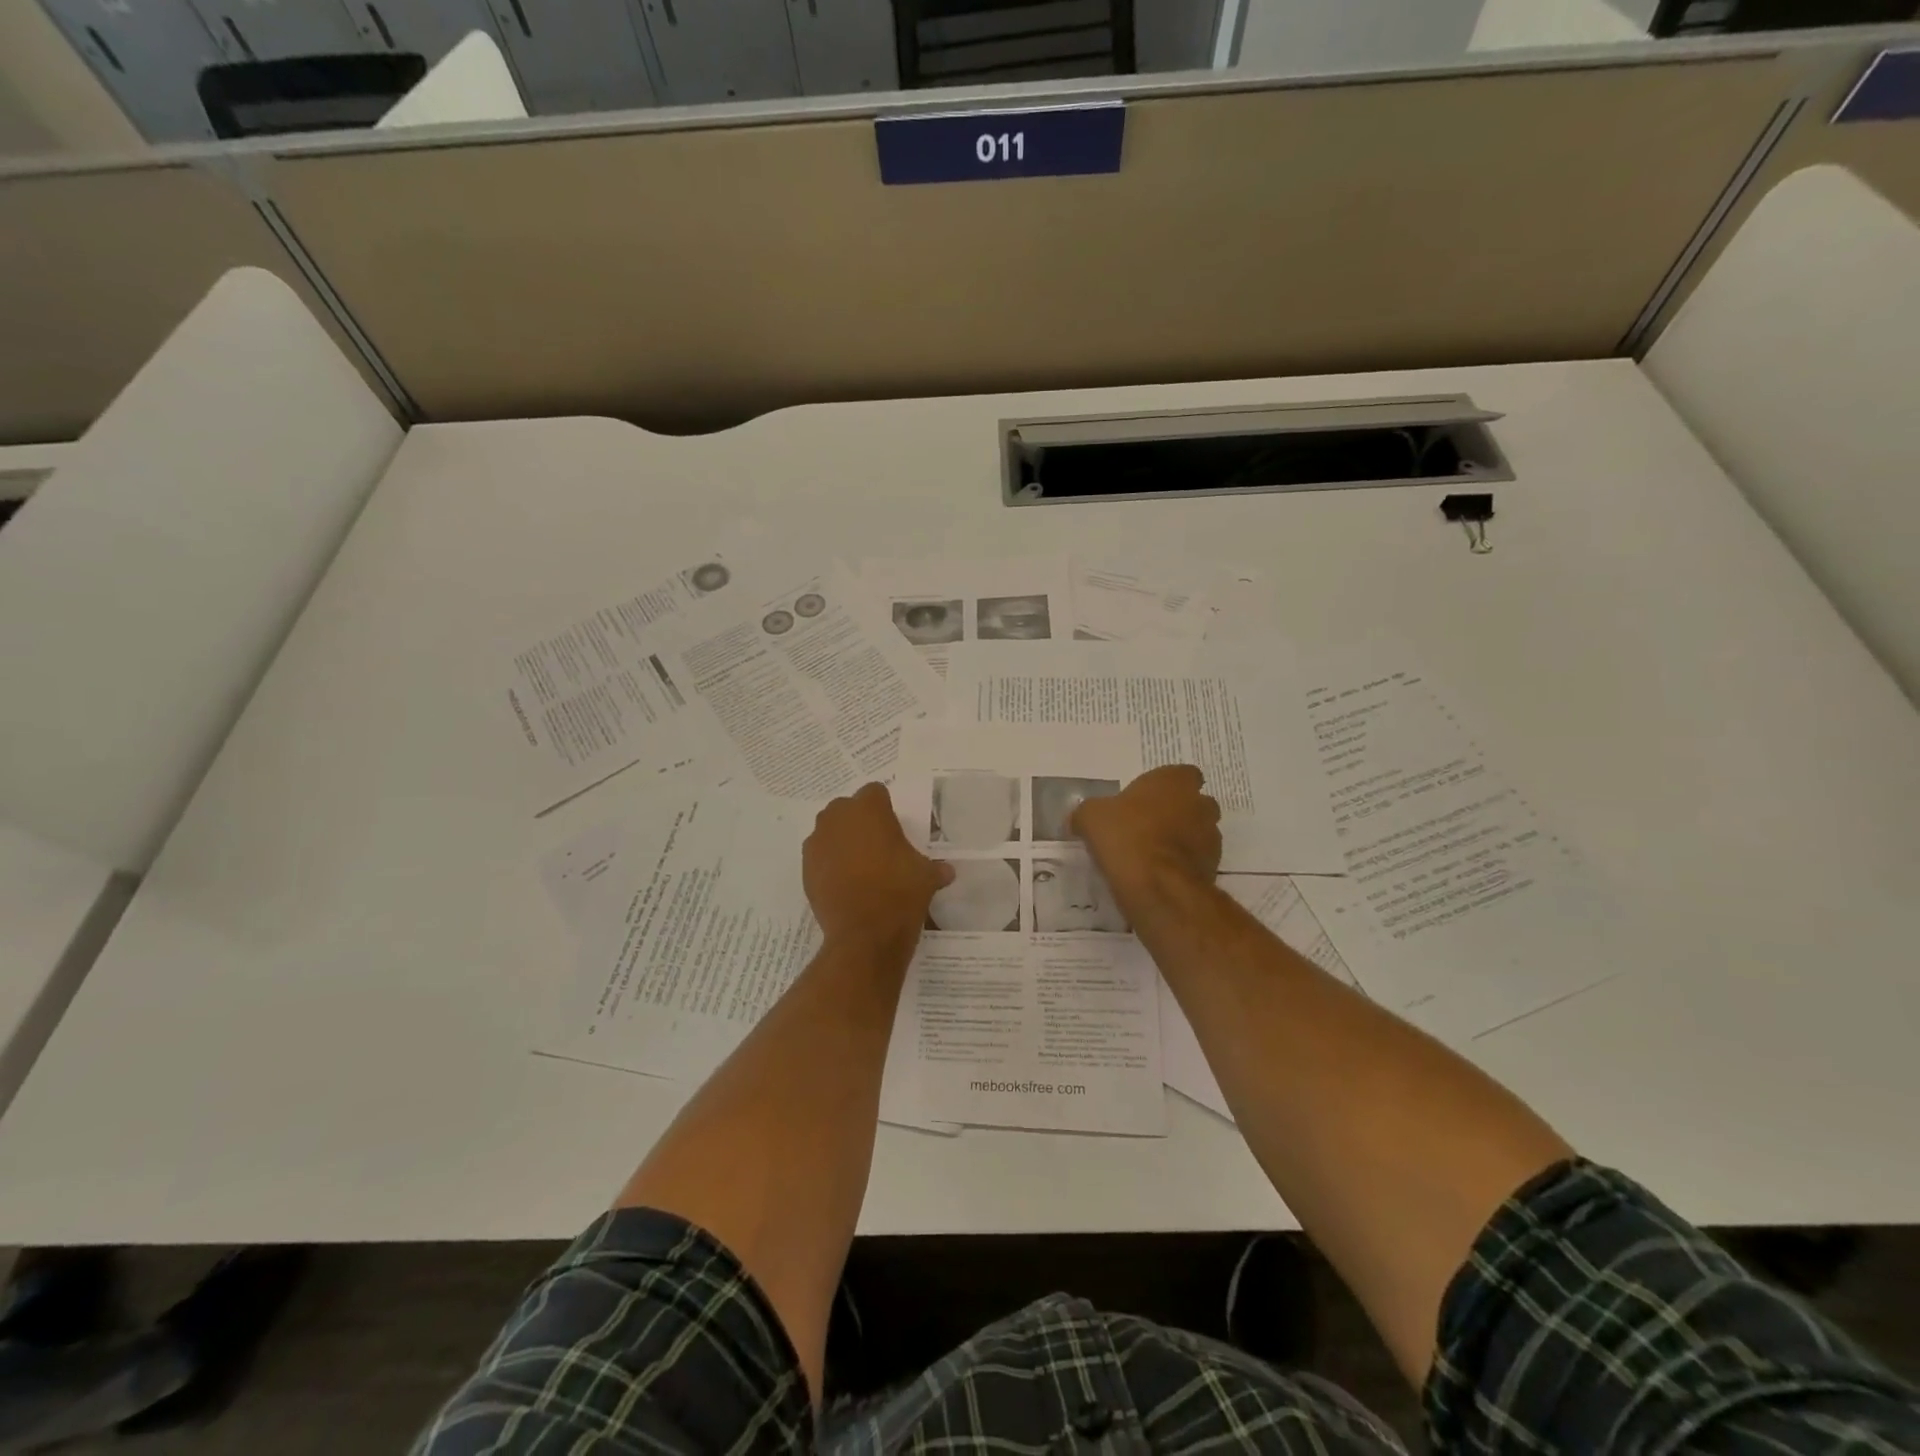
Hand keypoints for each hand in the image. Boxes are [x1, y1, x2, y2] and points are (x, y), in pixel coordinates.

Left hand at [803, 784, 953, 955]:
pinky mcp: (805, 868)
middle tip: (878, 847)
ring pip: (830, 831)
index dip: (885, 809)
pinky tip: (846, 884)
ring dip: (842, 842)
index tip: (895, 829)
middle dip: (860, 822)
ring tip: (861, 867)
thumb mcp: (926, 877)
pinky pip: (820, 857)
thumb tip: (946, 872)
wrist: (864, 935)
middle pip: (848, 809)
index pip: (876, 792)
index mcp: (869, 809)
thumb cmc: (899, 892)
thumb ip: (934, 868)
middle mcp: (837, 817)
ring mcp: (817, 843)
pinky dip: (830, 864)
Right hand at [1071, 764, 1221, 914]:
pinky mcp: (1212, 868)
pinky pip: (1196, 860)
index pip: (1183, 774)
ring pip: (1198, 832)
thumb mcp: (1090, 817)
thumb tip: (1078, 819)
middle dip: (1177, 812)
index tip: (1146, 799)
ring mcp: (1210, 837)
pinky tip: (1157, 874)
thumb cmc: (1126, 837)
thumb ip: (1088, 813)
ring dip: (1181, 839)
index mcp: (1174, 781)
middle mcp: (1199, 804)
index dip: (1166, 786)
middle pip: (1194, 803)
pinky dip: (1181, 864)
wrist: (1157, 886)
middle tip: (1147, 825)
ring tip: (1151, 854)